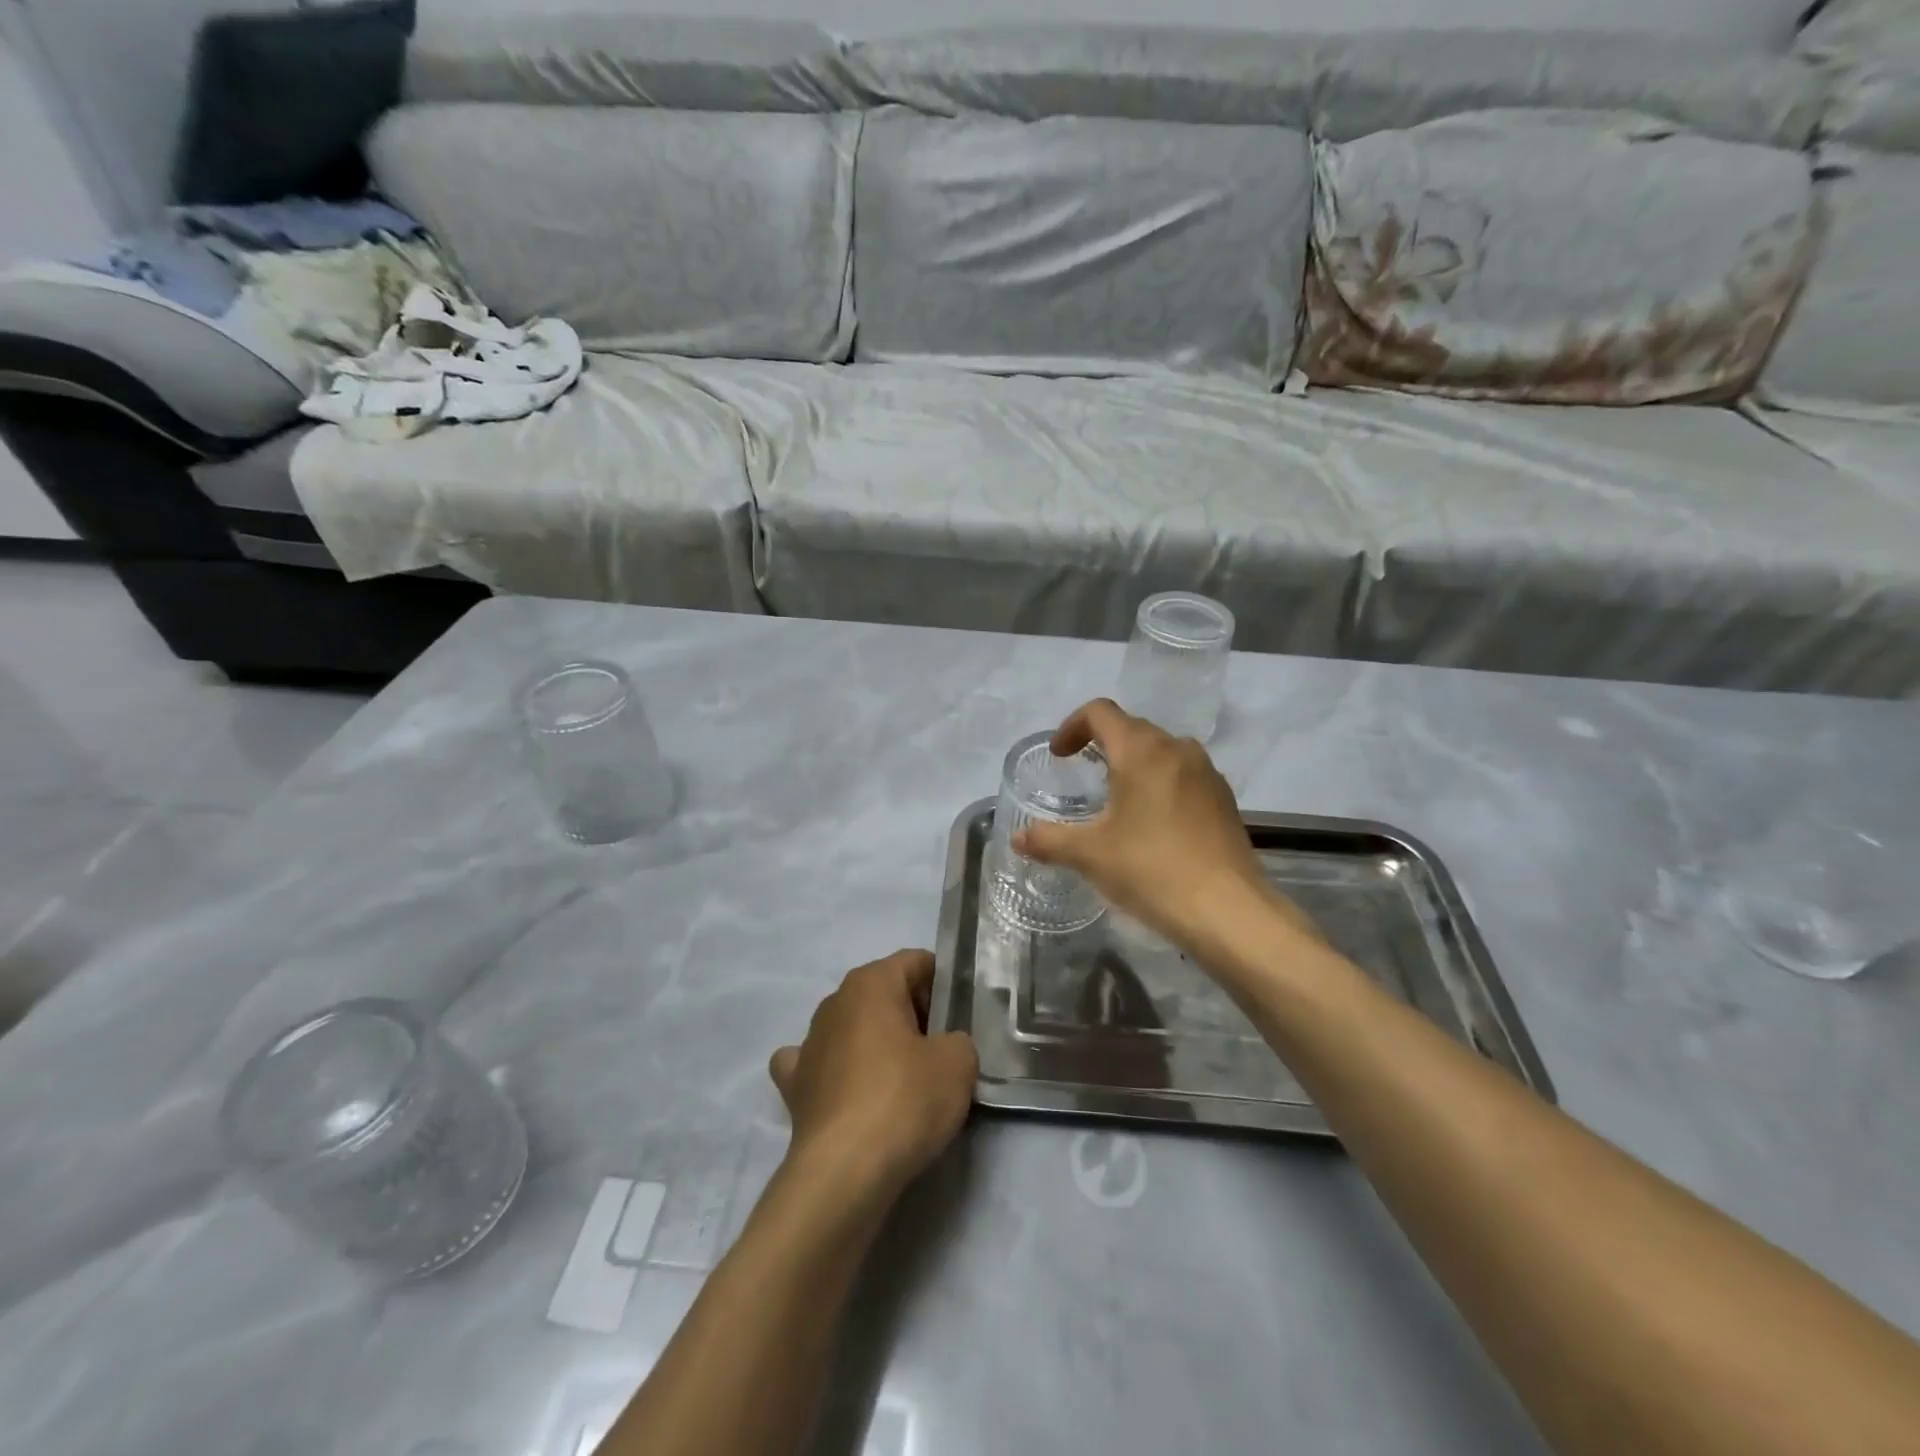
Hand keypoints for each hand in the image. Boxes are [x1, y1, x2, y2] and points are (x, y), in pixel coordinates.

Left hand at [770, 950, 977, 1199]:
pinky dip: (835, 1071)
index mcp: (871, 982)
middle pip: (884, 993)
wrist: (844, 1172)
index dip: (943, 982)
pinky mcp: (793, 1086)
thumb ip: (958, 1040)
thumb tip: (944, 1047)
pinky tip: (849, 1090)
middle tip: (942, 1049)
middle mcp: (834, 1001)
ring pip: (852, 1026)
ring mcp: (808, 1043)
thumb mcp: (958, 1063)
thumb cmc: (904, 1100)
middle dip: (913, 1013)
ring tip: (904, 1078)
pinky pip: (819, 1064)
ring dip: (875, 1041)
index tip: (961, 1013)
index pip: (915, 962)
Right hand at [1013, 700, 1320, 952]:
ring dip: (1134, 763)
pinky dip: (1160, 783)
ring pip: (1161, 751)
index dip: (1072, 726)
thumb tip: (1018, 838)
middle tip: (1082, 776)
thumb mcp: (1090, 855)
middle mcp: (1177, 749)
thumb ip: (1049, 840)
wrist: (1228, 910)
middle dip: (1102, 744)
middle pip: (1131, 728)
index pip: (1100, 712)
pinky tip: (1153, 823)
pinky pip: (1184, 774)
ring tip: (1117, 799)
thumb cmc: (1151, 870)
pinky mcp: (1224, 799)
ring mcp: (1206, 773)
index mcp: (1141, 751)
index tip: (1059, 756)